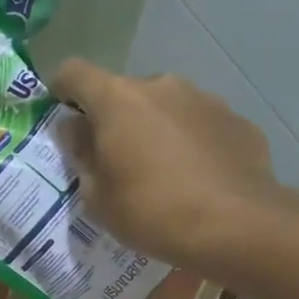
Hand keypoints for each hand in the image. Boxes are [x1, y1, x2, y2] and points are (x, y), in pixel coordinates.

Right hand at [49, 59, 298, 268]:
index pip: (73, 73)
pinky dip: (189, 142)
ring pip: (164, 106)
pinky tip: (194, 178)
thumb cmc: (151, 211)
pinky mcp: (237, 120)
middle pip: (122, 92)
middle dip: (113, 119)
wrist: (238, 226)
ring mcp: (204, 99)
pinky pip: (198, 125)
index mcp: (117, 99)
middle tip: (113, 160)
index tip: (61, 117)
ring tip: (159, 172)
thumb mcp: (96, 194)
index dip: (60, 90)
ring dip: (153, 128)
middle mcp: (160, 86)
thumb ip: (81, 154)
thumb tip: (76, 129)